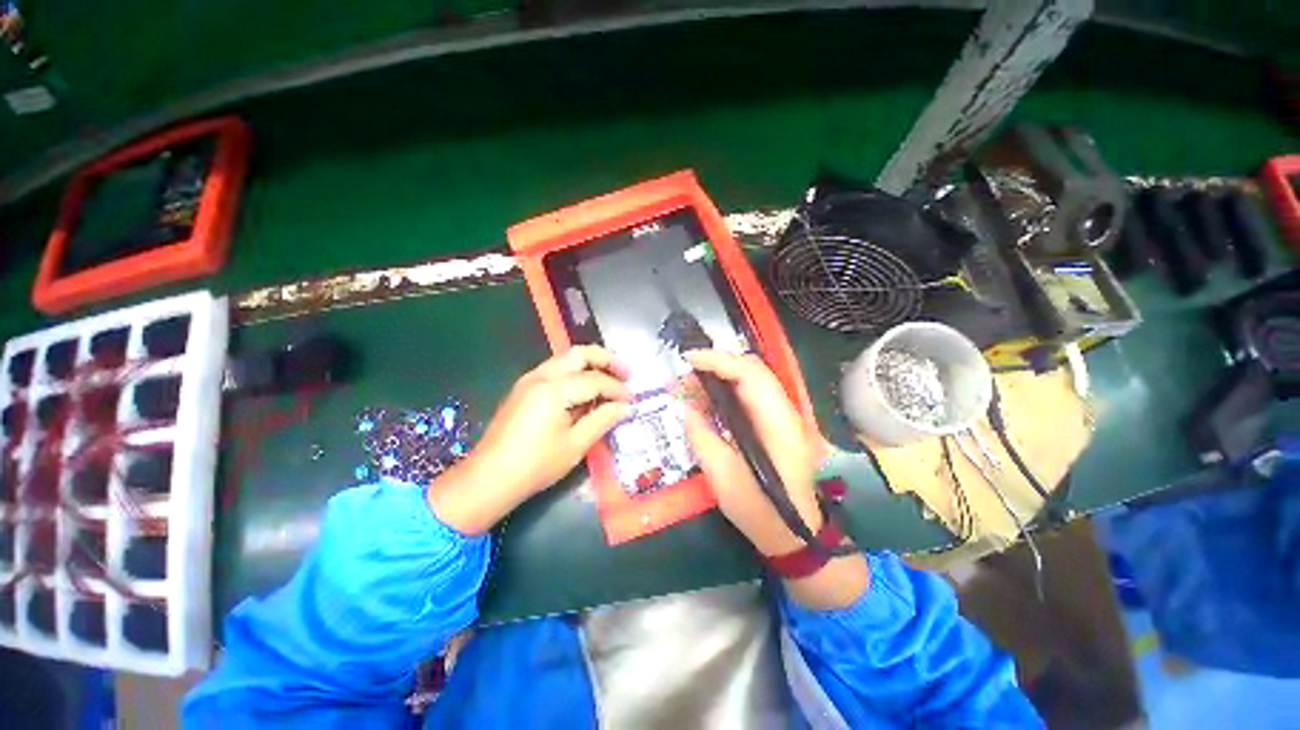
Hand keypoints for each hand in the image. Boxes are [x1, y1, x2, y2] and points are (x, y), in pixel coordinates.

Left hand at [428, 346, 632, 534]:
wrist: (487, 479)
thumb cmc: (534, 465)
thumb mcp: (575, 445)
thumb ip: (603, 420)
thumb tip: (626, 407)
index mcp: (554, 389)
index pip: (595, 380)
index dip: (617, 389)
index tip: (633, 400)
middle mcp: (540, 376)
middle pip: (580, 354)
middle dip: (607, 360)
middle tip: (627, 374)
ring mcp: (529, 380)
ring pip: (566, 359)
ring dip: (591, 365)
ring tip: (611, 380)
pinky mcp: (524, 389)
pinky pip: (556, 370)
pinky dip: (576, 374)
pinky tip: (586, 391)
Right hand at [682, 350, 823, 556]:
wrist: (796, 536)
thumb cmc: (762, 511)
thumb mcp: (723, 476)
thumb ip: (702, 436)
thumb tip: (687, 407)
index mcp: (778, 422)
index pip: (750, 373)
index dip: (717, 360)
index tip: (688, 360)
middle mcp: (784, 411)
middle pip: (752, 370)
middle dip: (716, 365)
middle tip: (685, 376)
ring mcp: (782, 417)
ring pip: (750, 381)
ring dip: (719, 377)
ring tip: (690, 387)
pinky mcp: (774, 425)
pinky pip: (748, 397)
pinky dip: (726, 392)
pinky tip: (707, 401)